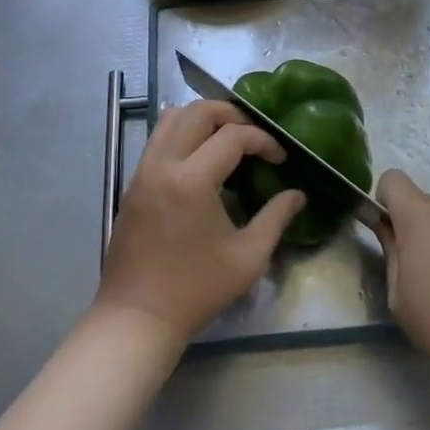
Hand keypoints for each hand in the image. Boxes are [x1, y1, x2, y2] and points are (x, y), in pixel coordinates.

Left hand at [95, 102, 305, 342]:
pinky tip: (201, 159)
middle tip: (254, 136)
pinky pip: (158, 139)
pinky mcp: (132, 183)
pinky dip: (182, 133)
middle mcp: (163, 164)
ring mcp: (142, 171)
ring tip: (227, 139)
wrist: (137, 318)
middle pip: (197, 111)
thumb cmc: (196, 290)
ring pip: (171, 118)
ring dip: (203, 118)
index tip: (280, 159)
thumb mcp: (248, 257)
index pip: (233, 136)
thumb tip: (297, 194)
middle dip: (232, 114)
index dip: (263, 140)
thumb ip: (276, 218)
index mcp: (192, 180)